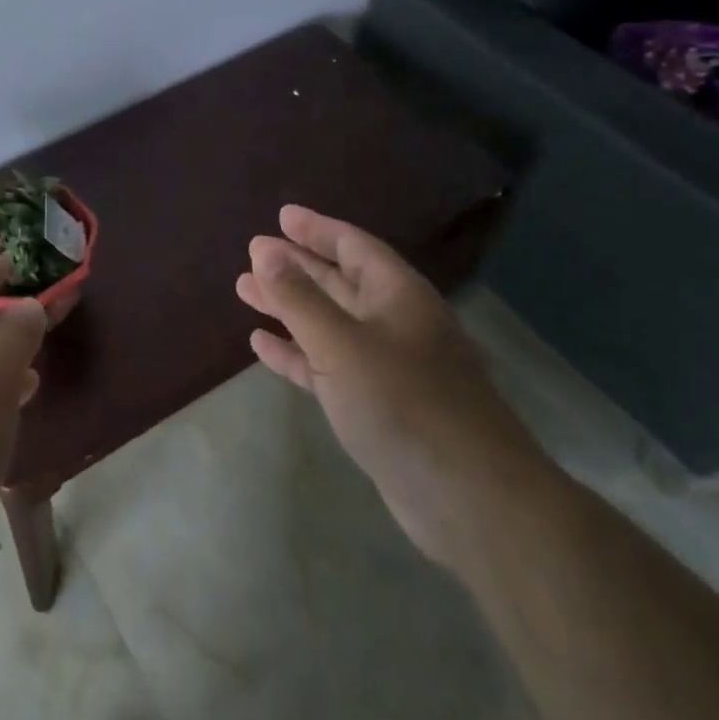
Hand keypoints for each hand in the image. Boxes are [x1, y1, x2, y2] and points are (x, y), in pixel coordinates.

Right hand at [237, 205, 556, 570]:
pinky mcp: (379, 408)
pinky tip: (262, 345)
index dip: (317, 229)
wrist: (473, 503)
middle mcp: (396, 323)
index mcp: (398, 295)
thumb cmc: (405, 404)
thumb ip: (298, 297)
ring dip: (289, 307)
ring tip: (245, 290)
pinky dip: (297, 353)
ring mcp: (389, 368)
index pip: (353, 245)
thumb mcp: (341, 344)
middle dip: (296, 266)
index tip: (282, 216)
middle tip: (253, 251)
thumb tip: (264, 250)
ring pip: (330, 324)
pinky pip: (329, 367)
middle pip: (338, 282)